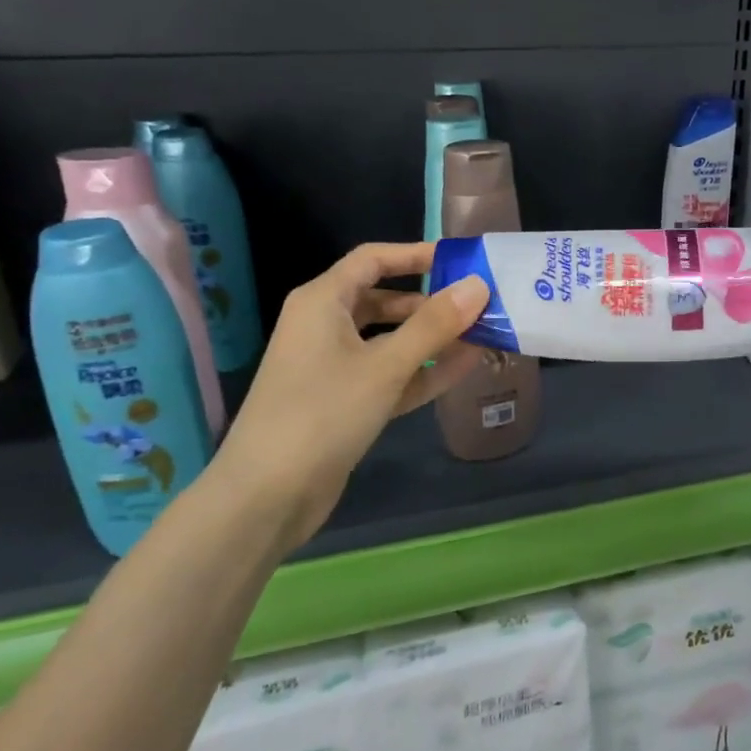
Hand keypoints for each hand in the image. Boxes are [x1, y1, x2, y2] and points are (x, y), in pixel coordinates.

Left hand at [205, 243, 487, 549]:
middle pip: (385, 300)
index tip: (461, 260)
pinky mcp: (345, 402)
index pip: (373, 260)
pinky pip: (390, 375)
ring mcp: (335, 367)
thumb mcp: (384, 365)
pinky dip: (422, 370)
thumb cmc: (322, 413)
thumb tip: (478, 284)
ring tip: (483, 335)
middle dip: (432, 302)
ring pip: (391, 341)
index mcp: (322, 302)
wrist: (268, 495)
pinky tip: (464, 367)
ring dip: (433, 339)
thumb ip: (434, 324)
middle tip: (481, 305)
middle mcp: (325, 327)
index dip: (416, 255)